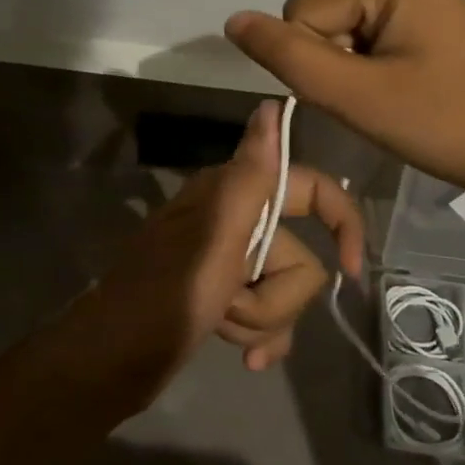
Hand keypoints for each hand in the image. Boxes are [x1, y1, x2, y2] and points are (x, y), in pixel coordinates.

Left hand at [64, 100, 361, 413]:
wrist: (111, 359)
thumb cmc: (165, 297)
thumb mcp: (215, 238)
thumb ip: (250, 176)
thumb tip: (273, 104)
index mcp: (233, 195)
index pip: (309, 190)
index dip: (340, 221)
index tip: (353, 268)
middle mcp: (235, 220)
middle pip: (299, 258)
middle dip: (274, 297)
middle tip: (231, 305)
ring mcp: (228, 261)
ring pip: (284, 291)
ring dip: (262, 320)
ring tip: (223, 328)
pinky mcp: (223, 296)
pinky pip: (267, 315)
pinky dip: (262, 337)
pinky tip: (248, 361)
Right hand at [225, 0, 464, 209]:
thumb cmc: (447, 124)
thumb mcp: (358, 96)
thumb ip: (289, 57)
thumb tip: (233, 21)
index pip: (303, 12)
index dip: (317, 65)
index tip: (361, 97)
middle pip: (321, 16)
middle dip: (335, 65)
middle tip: (380, 102)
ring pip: (340, 30)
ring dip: (352, 70)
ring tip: (396, 100)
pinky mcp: (429, 16)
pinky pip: (369, 35)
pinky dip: (372, 68)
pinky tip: (405, 91)